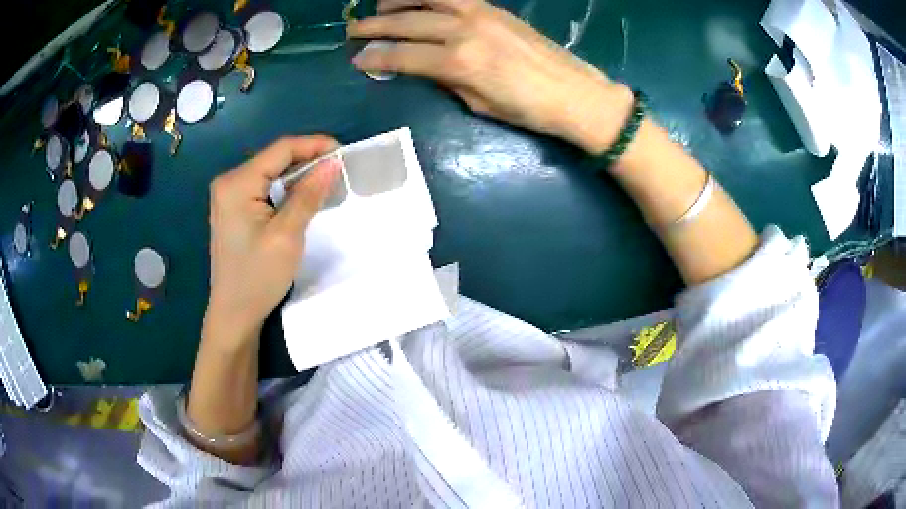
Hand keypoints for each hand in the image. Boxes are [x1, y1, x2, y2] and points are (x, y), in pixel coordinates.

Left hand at [205, 136, 340, 343]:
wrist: (234, 314)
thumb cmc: (258, 277)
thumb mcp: (287, 235)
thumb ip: (308, 195)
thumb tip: (332, 163)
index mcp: (236, 183)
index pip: (280, 150)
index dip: (314, 145)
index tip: (343, 152)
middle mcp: (229, 182)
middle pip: (274, 158)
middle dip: (307, 160)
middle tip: (338, 171)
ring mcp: (228, 195)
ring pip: (270, 172)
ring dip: (297, 175)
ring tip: (326, 183)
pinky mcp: (233, 208)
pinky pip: (263, 187)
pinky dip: (285, 189)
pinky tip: (302, 197)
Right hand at [347, 0, 633, 152]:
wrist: (576, 94)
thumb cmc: (529, 110)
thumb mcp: (480, 105)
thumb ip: (447, 81)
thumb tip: (423, 67)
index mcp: (459, 62)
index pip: (403, 56)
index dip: (376, 58)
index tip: (356, 59)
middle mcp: (464, 30)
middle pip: (408, 23)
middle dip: (375, 26)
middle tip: (352, 29)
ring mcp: (481, 14)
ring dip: (399, 0)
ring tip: (380, 5)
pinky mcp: (495, 8)